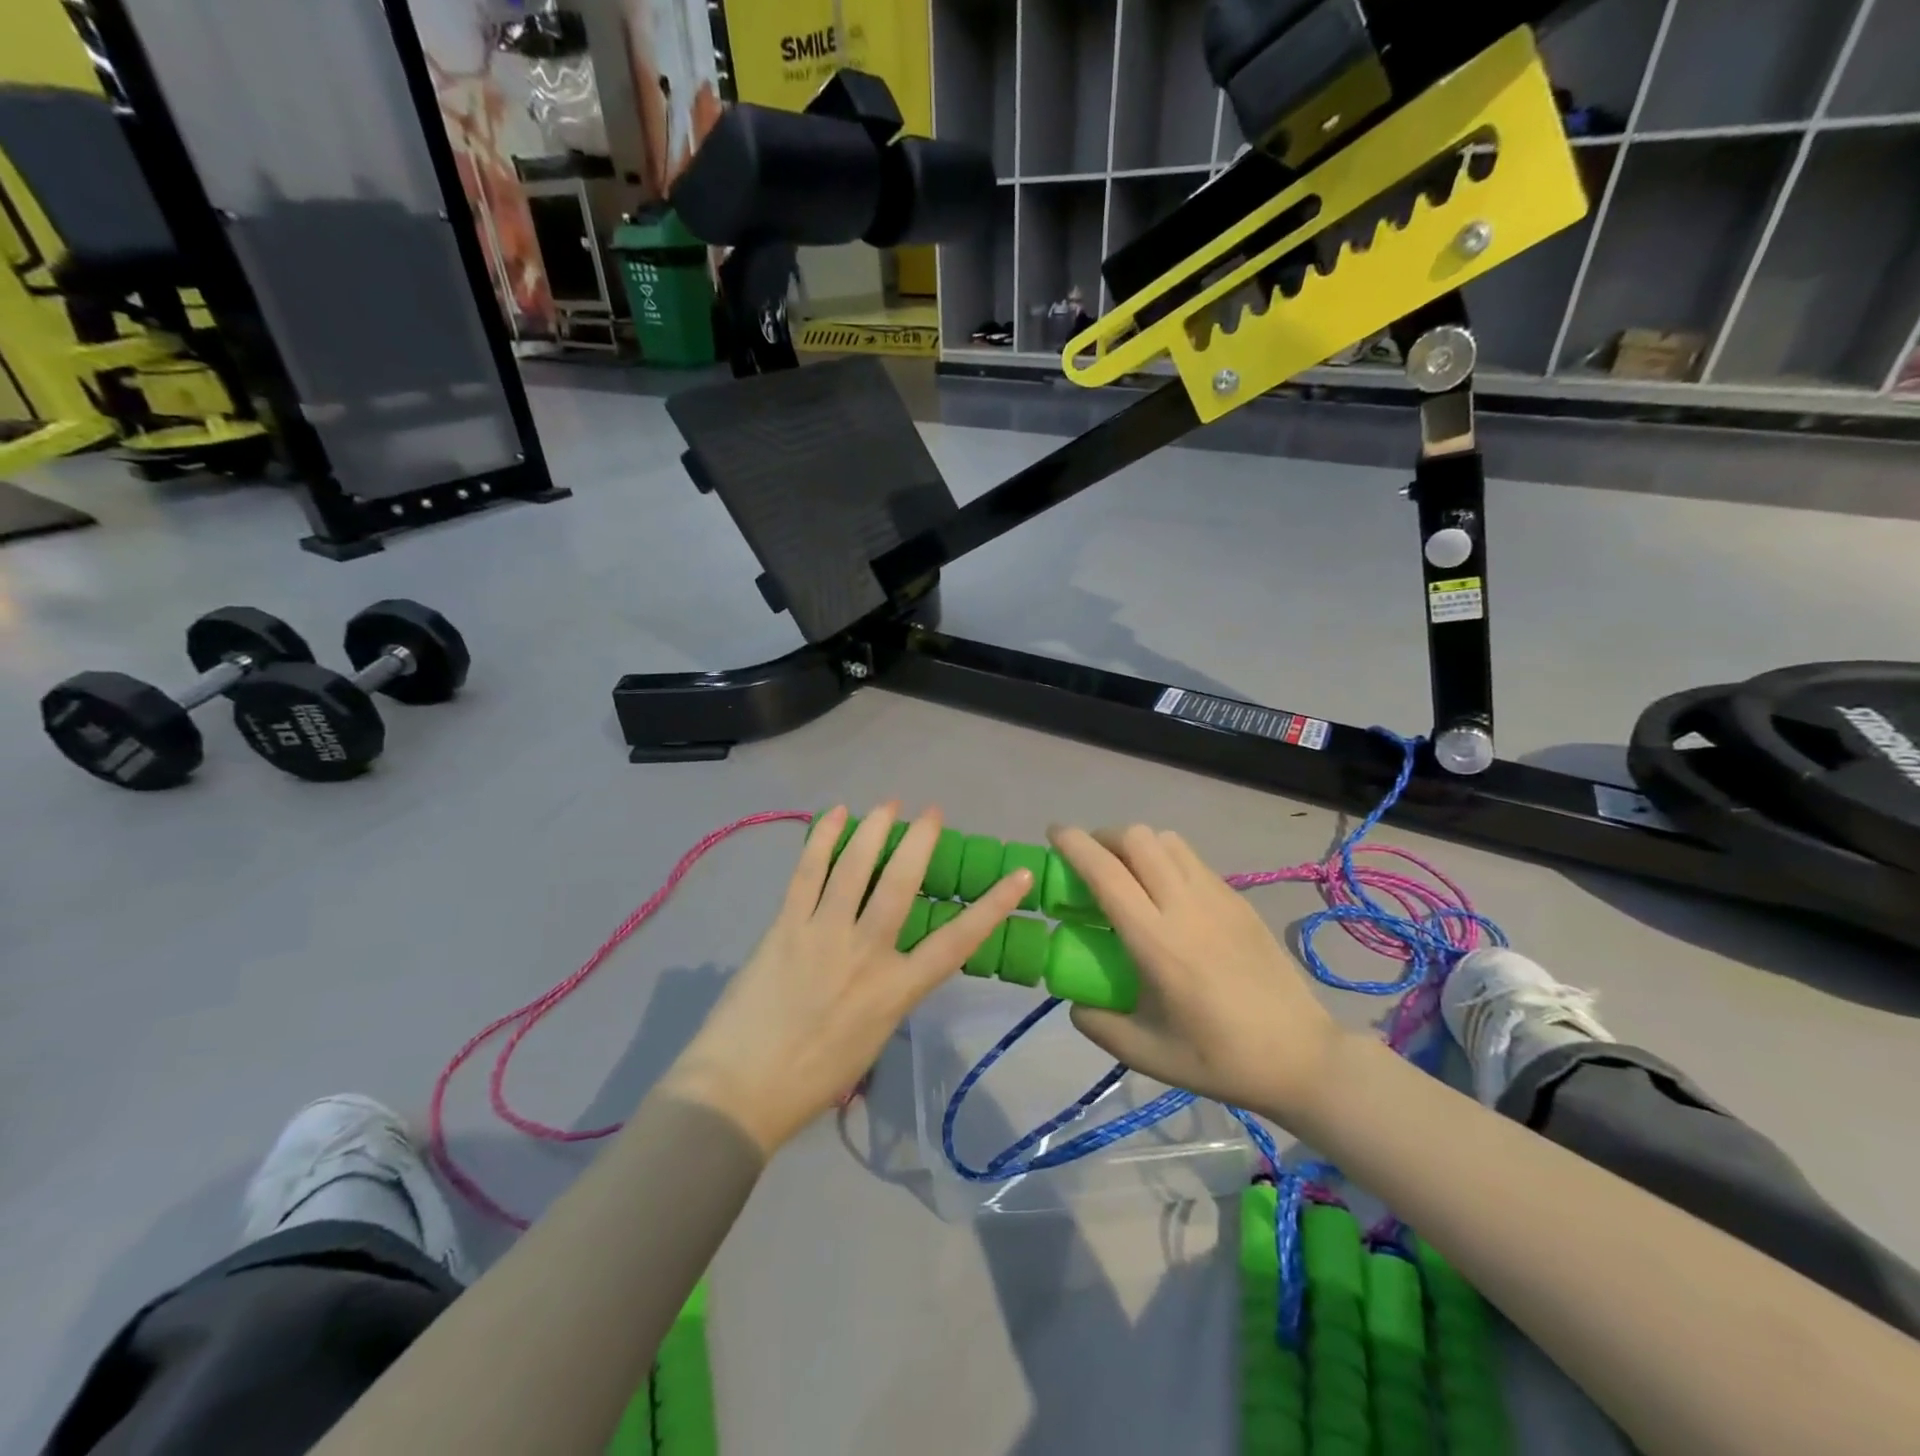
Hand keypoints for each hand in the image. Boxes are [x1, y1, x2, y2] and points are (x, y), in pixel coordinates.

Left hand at [662, 804, 1032, 1153]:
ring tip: (888, 805)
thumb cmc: (813, 1079)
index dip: (992, 907)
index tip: (1018, 876)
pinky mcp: (784, 925)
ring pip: (854, 867)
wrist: (740, 1091)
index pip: (957, 942)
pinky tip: (836, 814)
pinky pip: (807, 872)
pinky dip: (822, 838)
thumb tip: (894, 959)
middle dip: (920, 841)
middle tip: (931, 813)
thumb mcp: (873, 1040)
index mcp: (895, 991)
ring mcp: (822, 934)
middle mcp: (865, 953)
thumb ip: (890, 993)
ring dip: (874, 829)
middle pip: (901, 883)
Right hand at [1052, 825, 1344, 1127]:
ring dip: (1137, 845)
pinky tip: (1167, 896)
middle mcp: (1185, 906)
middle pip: (1137, 838)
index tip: (1053, 833)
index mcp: (1156, 941)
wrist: (1301, 1056)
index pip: (1106, 872)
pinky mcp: (1238, 900)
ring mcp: (1217, 897)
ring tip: (1129, 874)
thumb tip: (1074, 1002)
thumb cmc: (1220, 1059)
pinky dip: (1166, 859)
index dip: (1074, 844)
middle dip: (1104, 838)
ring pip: (1168, 840)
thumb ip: (1099, 1025)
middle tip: (1091, 863)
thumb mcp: (1147, 1055)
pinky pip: (1192, 860)